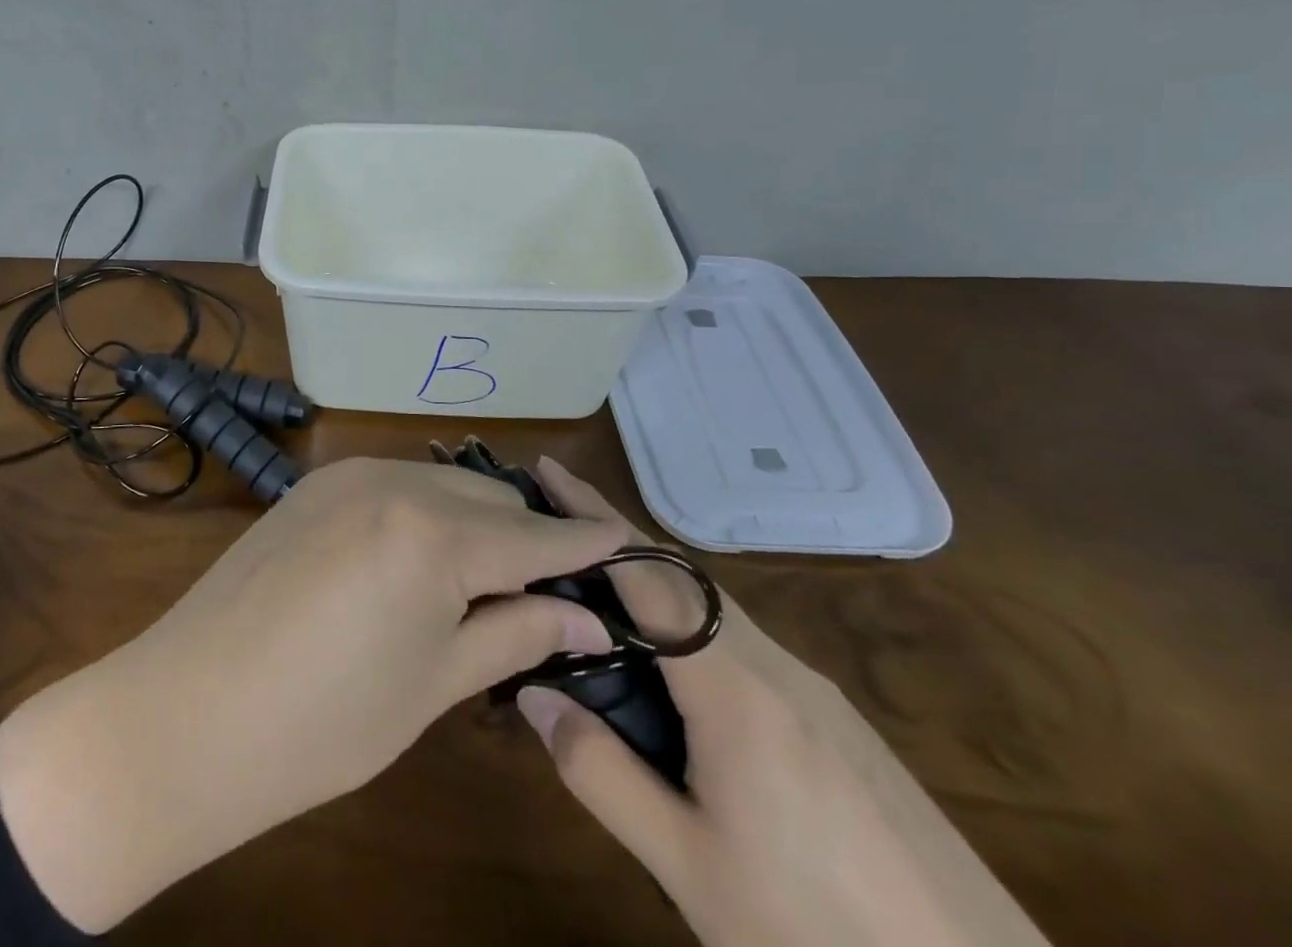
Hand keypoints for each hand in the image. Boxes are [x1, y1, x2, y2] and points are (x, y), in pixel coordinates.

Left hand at [0, 454, 626, 931]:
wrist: (190, 710)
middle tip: (557, 578)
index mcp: (431, 533)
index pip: (530, 535)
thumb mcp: (434, 683)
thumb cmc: (323, 723)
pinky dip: (426, 509)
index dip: (581, 542)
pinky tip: (426, 550)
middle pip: (486, 498)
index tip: (625, 543)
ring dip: (475, 517)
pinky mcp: (315, 483)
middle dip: (526, 532)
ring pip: (440, 483)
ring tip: (495, 568)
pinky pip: (394, 484)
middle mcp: (392, 481)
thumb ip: (516, 633)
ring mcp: (346, 474)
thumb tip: (590, 619)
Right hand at [517, 458, 1049, 946]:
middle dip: (611, 538)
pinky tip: (673, 663)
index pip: (644, 572)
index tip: (547, 470)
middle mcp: (774, 663)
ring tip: (596, 586)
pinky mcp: (839, 719)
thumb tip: (532, 692)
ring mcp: (814, 688)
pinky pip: (744, 642)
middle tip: (553, 522)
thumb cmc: (817, 929)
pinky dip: (688, 621)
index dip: (591, 516)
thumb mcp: (689, 866)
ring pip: (712, 608)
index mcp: (731, 685)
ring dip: (649, 581)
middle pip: (677, 576)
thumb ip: (601, 773)